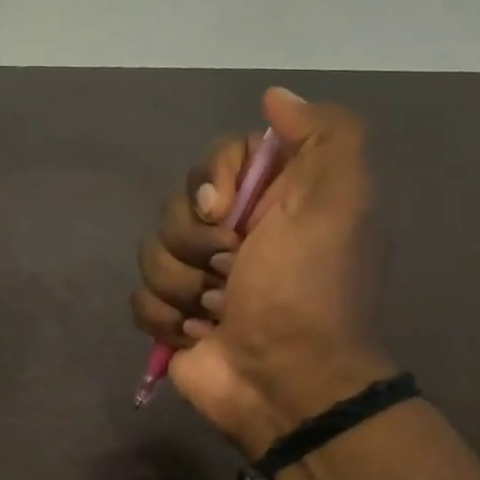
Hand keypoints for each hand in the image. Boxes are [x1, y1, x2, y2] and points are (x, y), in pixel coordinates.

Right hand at [132, 88, 394, 456]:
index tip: (229, 212)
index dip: (212, 182)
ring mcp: (199, 278)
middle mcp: (234, 234)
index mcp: (273, 201)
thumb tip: (274, 97)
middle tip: (230, 270)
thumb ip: (325, 135)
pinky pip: (140, 298)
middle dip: (195, 242)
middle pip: (175, 207)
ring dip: (183, 286)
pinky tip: (197, 335)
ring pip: (151, 253)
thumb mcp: (339, 201)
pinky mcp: (173, 317)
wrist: (285, 382)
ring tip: (217, 313)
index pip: (215, 160)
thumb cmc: (307, 290)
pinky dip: (166, 319)